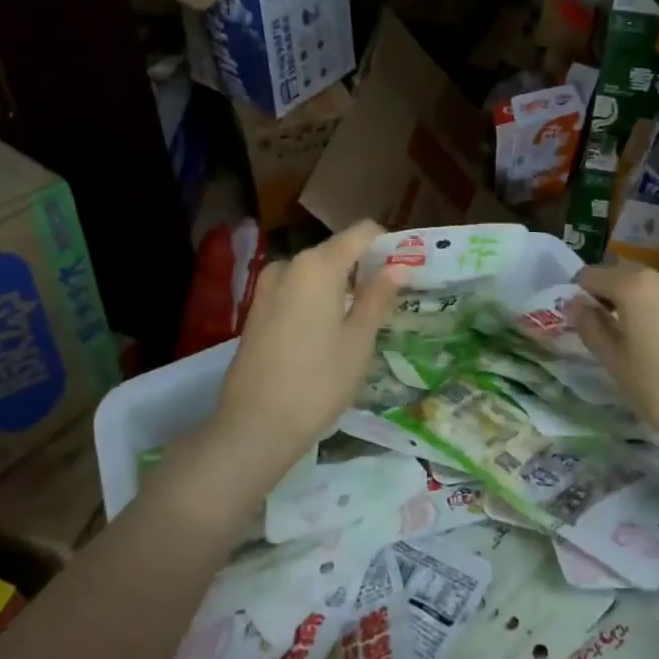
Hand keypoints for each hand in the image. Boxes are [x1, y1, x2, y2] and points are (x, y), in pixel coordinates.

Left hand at [211, 220, 401, 464]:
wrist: (254, 426)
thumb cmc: (318, 381)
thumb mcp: (359, 341)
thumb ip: (378, 297)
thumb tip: (396, 268)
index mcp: (318, 265)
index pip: (361, 232)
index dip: (386, 245)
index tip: (403, 271)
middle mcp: (289, 265)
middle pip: (336, 251)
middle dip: (362, 268)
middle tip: (385, 302)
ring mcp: (267, 287)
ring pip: (314, 272)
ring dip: (339, 286)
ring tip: (358, 322)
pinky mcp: (256, 310)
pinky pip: (295, 290)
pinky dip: (316, 299)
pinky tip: (325, 333)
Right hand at [571, 263, 658, 442]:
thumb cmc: (658, 387)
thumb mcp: (613, 359)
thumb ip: (590, 325)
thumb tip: (574, 304)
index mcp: (634, 285)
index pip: (591, 275)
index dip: (578, 295)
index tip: (577, 321)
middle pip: (621, 276)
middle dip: (605, 297)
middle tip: (599, 332)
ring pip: (646, 289)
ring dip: (630, 305)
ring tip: (628, 341)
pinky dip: (653, 313)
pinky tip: (655, 345)